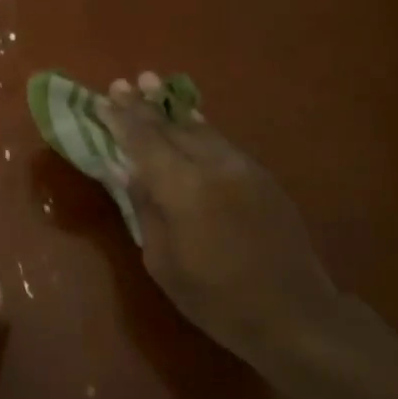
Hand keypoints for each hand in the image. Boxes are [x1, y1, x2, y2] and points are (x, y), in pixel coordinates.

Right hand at [98, 72, 361, 375]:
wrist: (293, 314)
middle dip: (143, 106)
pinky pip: (221, 142)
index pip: (144, 141)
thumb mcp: (163, 263)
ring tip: (151, 84)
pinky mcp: (261, 176)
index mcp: (183, 188)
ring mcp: (242, 167)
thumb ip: (146, 209)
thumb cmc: (216, 299)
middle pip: (170, 127)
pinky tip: (190, 120)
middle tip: (123, 84)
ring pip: (199, 129)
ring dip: (172, 109)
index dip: (121, 119)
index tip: (104, 98)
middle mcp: (213, 165)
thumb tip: (130, 172)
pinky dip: (199, 127)